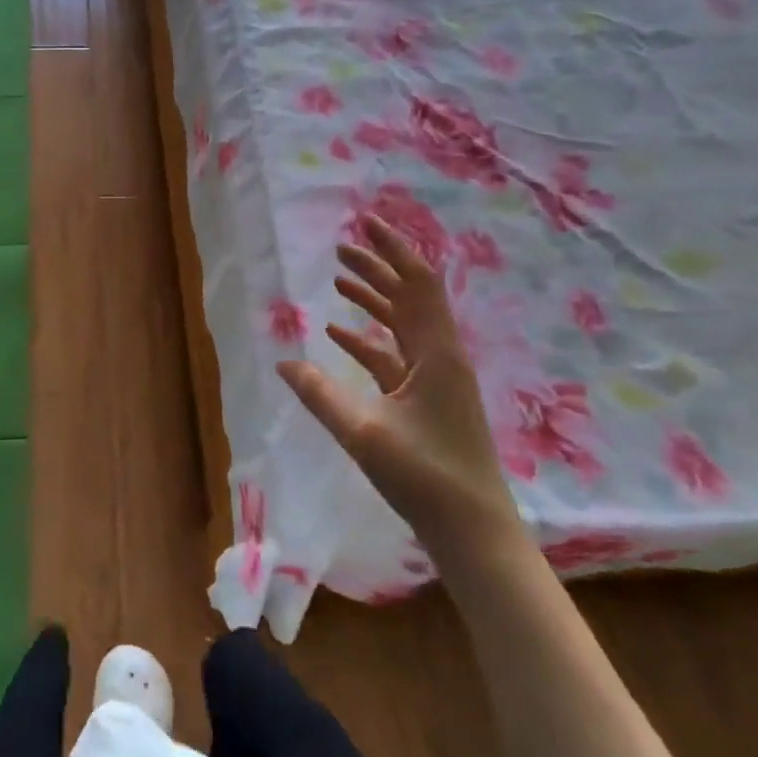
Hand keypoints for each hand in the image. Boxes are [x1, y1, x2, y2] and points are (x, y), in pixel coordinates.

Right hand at [276, 214, 524, 565]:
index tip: (365, 223)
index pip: (417, 284)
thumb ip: (320, 395)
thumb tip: (283, 362)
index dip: (392, 250)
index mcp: (436, 354)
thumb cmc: (426, 478)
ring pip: (403, 325)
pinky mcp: (428, 401)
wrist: (474, 533)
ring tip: (338, 281)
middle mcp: (441, 357)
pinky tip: (340, 335)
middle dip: (377, 269)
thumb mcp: (364, 434)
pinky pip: (395, 355)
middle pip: (410, 298)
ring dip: (373, 301)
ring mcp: (436, 380)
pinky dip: (369, 339)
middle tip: (341, 248)